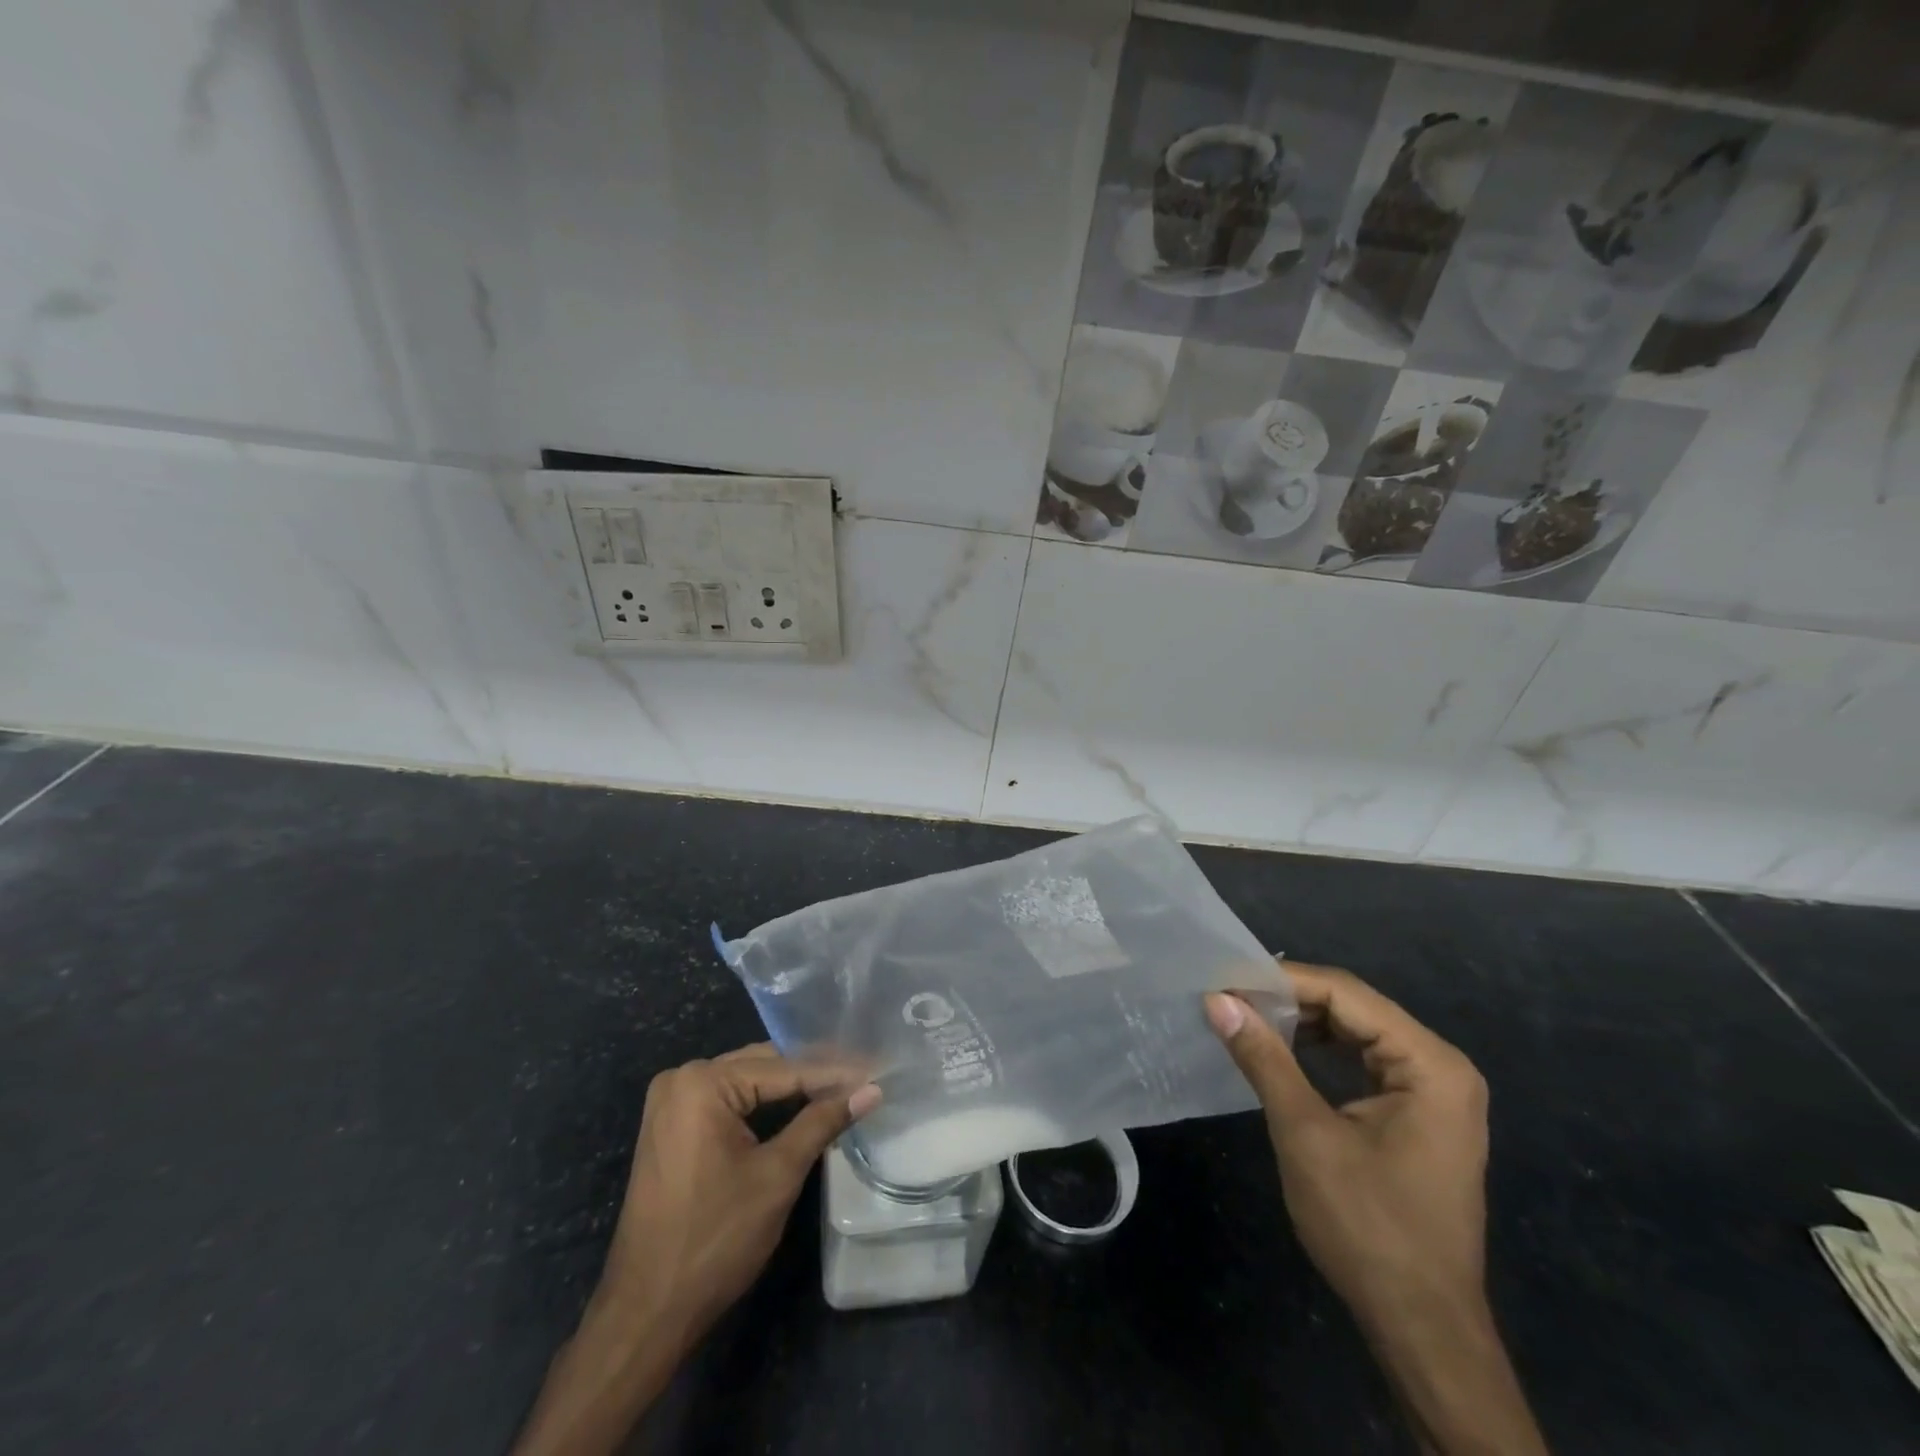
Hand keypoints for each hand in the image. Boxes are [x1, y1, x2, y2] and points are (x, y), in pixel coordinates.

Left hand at [598, 1044, 881, 1349]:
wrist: (645, 1313)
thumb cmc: (714, 1241)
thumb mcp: (777, 1176)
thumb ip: (823, 1122)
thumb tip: (870, 1090)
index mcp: (702, 1083)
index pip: (783, 1068)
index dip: (832, 1073)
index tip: (874, 1070)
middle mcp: (682, 1078)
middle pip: (763, 1067)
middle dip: (812, 1075)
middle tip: (862, 1077)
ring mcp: (672, 1102)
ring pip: (747, 1083)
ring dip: (790, 1090)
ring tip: (841, 1089)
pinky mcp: (672, 1126)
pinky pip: (728, 1102)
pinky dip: (763, 1107)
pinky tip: (800, 1108)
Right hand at [1206, 965, 1486, 1331]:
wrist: (1422, 1327)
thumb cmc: (1367, 1226)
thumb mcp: (1305, 1134)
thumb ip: (1264, 1058)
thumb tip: (1218, 999)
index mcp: (1430, 1064)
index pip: (1346, 994)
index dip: (1282, 980)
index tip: (1227, 979)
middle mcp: (1442, 1066)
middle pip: (1355, 1008)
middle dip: (1291, 999)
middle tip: (1230, 996)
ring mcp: (1436, 1092)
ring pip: (1358, 1032)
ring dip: (1304, 1023)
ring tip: (1247, 1017)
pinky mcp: (1421, 1114)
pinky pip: (1366, 1061)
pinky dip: (1323, 1051)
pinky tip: (1284, 1051)